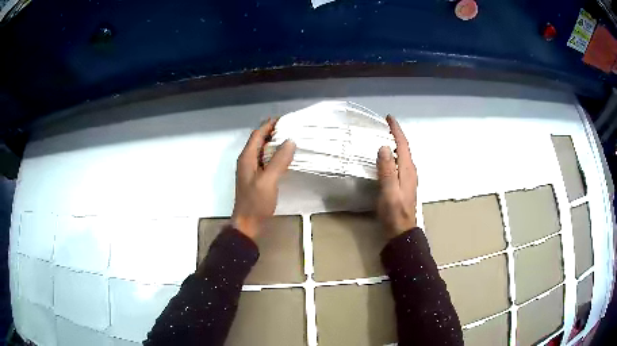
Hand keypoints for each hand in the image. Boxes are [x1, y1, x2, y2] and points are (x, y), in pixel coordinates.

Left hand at [232, 119, 295, 238]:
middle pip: (259, 140)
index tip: (285, 119)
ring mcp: (251, 169)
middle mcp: (247, 160)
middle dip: (273, 132)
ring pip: (263, 150)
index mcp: (247, 157)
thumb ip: (279, 161)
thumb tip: (290, 141)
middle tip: (291, 128)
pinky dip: (275, 155)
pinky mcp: (256, 177)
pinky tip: (285, 158)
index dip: (269, 124)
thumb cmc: (256, 202)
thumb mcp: (268, 180)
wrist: (247, 223)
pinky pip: (266, 160)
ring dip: (274, 143)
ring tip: (291, 139)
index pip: (257, 134)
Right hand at [377, 115, 417, 237]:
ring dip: (396, 144)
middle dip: (396, 134)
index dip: (396, 130)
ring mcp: (408, 178)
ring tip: (385, 136)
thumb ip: (387, 170)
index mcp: (407, 170)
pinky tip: (388, 158)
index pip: (402, 144)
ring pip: (403, 155)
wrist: (402, 230)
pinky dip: (395, 154)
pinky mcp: (404, 184)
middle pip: (404, 148)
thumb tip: (383, 147)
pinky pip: (400, 163)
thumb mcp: (389, 191)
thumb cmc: (394, 212)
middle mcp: (410, 171)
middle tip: (385, 125)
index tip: (389, 117)